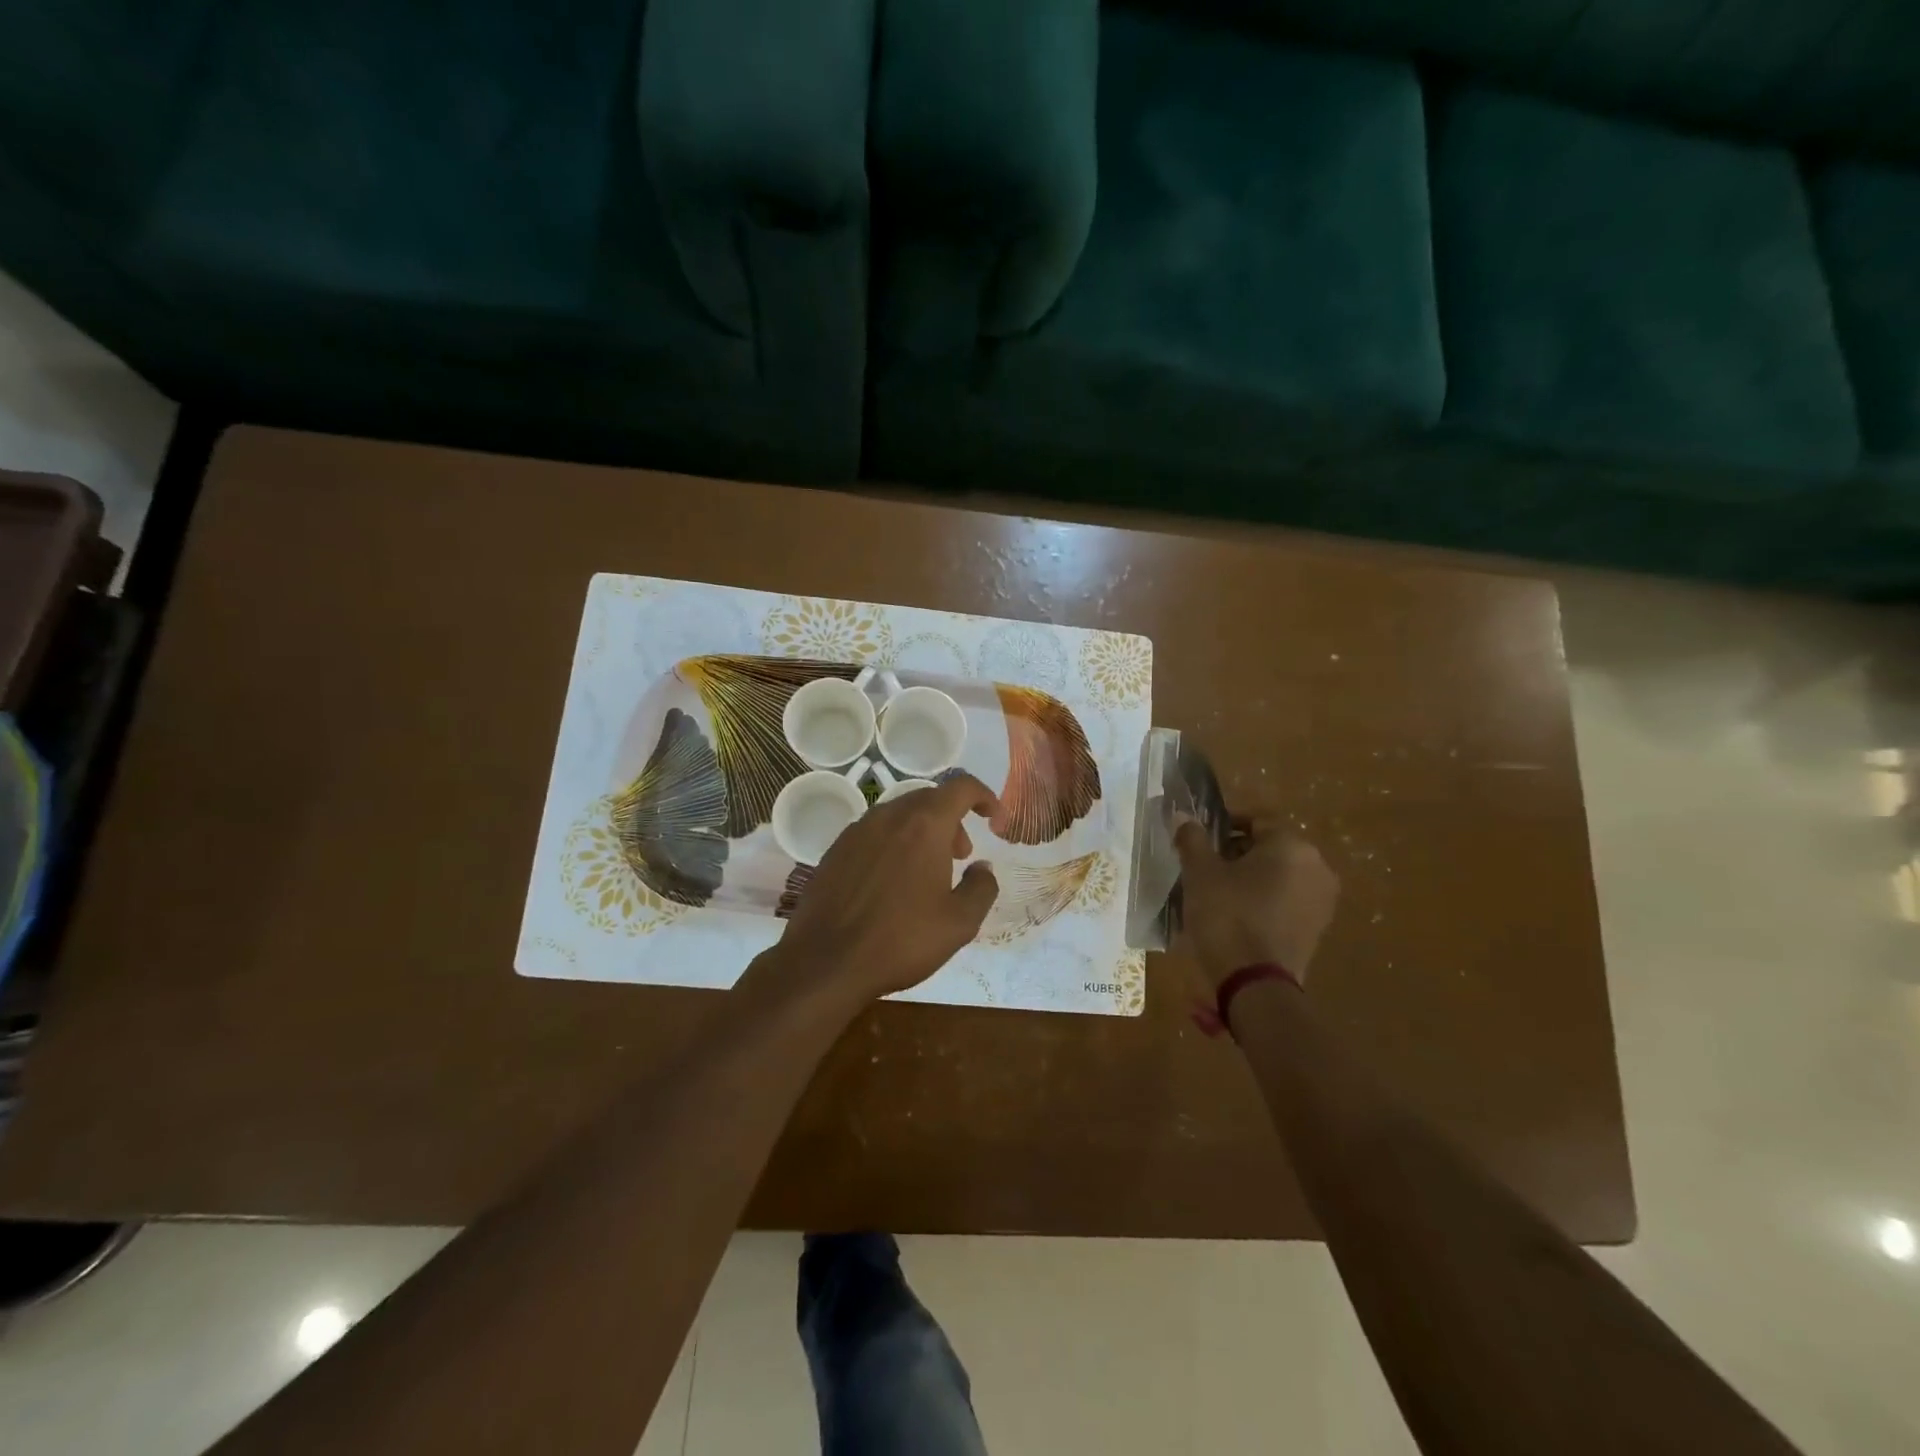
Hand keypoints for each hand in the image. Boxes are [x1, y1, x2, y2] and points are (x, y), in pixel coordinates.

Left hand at [775, 775, 1001, 1003]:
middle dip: (953, 820)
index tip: (994, 822)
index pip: (961, 787)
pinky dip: (895, 843)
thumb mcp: (959, 923)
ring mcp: (857, 831)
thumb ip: (981, 888)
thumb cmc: (900, 940)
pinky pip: (875, 832)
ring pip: (900, 815)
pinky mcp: (836, 849)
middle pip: (930, 799)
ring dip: (923, 832)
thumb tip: (983, 868)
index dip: (984, 797)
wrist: (824, 962)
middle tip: (962, 856)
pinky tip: (893, 882)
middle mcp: (889, 816)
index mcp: (924, 824)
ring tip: (929, 871)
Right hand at [1176, 818, 1338, 987]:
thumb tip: (1182, 814)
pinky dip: (1265, 900)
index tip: (1200, 840)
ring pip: (1280, 875)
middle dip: (1238, 852)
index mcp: (1292, 845)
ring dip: (1251, 877)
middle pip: (1271, 847)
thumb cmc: (1227, 916)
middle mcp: (1317, 866)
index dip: (1225, 825)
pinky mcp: (1318, 929)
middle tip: (1205, 867)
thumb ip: (1192, 839)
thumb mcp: (1200, 873)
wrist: (1255, 984)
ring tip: (1218, 893)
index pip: (1256, 820)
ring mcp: (1322, 900)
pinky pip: (1287, 901)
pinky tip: (1238, 915)